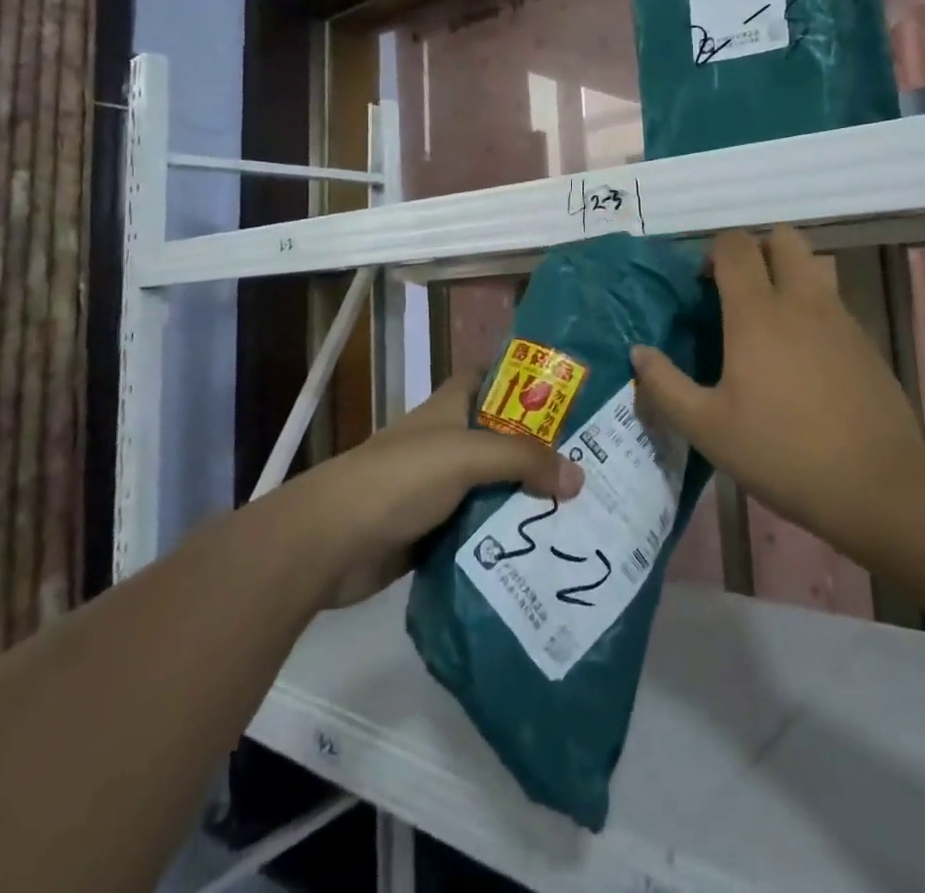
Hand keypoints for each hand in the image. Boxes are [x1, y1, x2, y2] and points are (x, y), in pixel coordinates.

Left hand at [300, 369, 583, 606]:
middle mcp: (447, 442)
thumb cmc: (400, 478)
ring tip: (582, 508)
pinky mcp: (434, 531)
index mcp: (450, 408)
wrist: (331, 542)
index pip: (492, 378)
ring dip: (527, 497)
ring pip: (494, 486)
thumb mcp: (466, 455)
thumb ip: (523, 460)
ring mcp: (439, 488)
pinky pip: (480, 529)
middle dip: (541, 448)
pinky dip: (505, 536)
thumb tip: (579, 477)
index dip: (526, 380)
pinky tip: (542, 547)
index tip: (571, 394)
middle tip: (593, 462)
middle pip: (502, 437)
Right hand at [632, 226, 921, 543]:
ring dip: (788, 273)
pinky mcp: (864, 340)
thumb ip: (665, 386)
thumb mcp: (707, 429)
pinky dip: (811, 307)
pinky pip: (832, 299)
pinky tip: (802, 356)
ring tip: (770, 319)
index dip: (714, 252)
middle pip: (783, 238)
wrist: (877, 484)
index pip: (735, 246)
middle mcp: (800, 300)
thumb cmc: (781, 452)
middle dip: (756, 250)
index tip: (703, 286)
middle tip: (737, 291)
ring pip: (812, 264)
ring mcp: (839, 317)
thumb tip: (639, 352)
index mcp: (757, 312)